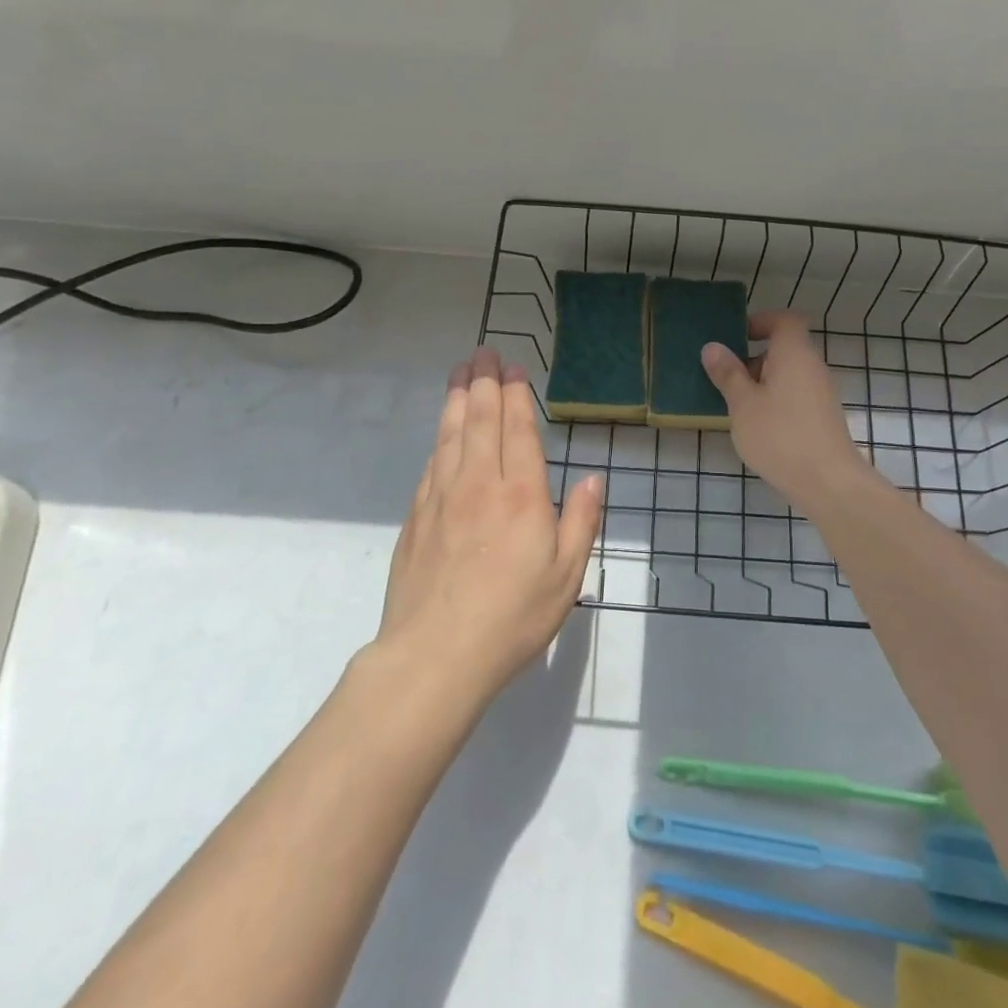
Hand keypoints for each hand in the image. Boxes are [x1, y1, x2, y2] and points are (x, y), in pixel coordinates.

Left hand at [378, 347, 602, 701]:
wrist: (436, 655)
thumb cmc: (513, 616)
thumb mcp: (566, 575)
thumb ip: (580, 520)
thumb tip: (590, 478)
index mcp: (521, 494)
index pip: (518, 429)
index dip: (516, 395)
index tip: (513, 368)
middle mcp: (479, 483)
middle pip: (480, 420)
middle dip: (484, 382)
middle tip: (483, 353)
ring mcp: (442, 497)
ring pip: (450, 434)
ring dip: (457, 398)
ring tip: (459, 372)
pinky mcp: (417, 516)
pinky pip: (431, 463)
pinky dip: (439, 438)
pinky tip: (442, 431)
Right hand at [702, 311, 870, 512]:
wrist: (828, 482)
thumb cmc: (780, 435)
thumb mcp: (743, 404)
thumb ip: (727, 374)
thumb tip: (713, 347)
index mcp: (794, 353)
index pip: (784, 320)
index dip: (761, 322)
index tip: (736, 336)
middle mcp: (813, 366)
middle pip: (784, 348)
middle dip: (753, 358)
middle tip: (725, 376)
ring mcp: (821, 393)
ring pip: (788, 375)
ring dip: (762, 383)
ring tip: (736, 405)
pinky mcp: (823, 417)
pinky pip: (795, 395)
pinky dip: (775, 401)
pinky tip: (757, 426)